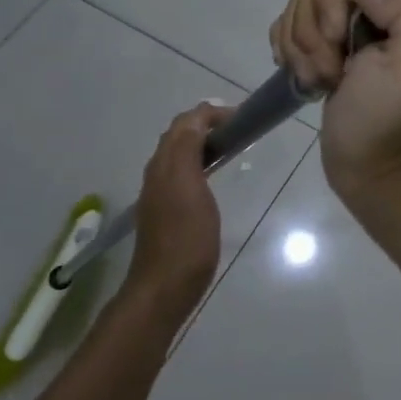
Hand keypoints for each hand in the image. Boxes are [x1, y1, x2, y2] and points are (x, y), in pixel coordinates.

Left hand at [127, 103, 228, 322]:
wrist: (165, 286)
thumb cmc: (187, 237)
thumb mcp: (191, 186)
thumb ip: (190, 148)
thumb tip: (199, 117)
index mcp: (165, 162)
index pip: (186, 122)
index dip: (212, 113)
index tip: (242, 118)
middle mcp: (158, 171)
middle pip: (179, 134)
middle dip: (206, 124)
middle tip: (238, 131)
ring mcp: (159, 192)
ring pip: (179, 153)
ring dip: (202, 143)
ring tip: (231, 149)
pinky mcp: (165, 210)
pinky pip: (181, 173)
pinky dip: (199, 163)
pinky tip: (213, 177)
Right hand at [270, 0, 400, 205]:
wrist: (373, 170)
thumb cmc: (390, 121)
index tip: (336, 40)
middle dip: (314, 25)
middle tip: (330, 69)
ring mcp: (360, 20)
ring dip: (301, 42)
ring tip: (321, 78)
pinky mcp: (334, 40)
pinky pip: (293, 20)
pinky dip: (291, 49)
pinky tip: (307, 77)